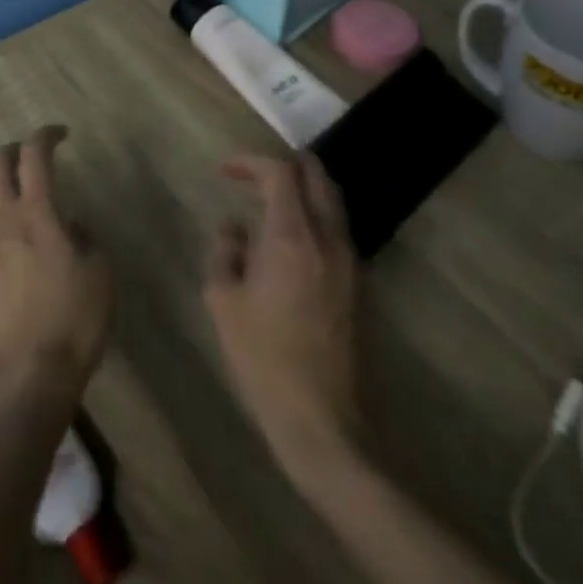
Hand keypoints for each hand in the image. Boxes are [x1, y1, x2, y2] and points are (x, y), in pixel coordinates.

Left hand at [0, 128, 112, 397]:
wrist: (28, 374)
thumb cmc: (73, 320)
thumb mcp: (100, 274)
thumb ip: (86, 237)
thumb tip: (72, 224)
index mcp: (37, 213)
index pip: (34, 156)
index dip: (46, 136)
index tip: (61, 134)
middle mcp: (4, 218)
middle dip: (14, 149)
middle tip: (34, 153)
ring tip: (17, 186)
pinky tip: (10, 228)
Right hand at [204, 151, 362, 474]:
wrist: (324, 421)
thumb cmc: (263, 358)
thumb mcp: (223, 300)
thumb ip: (226, 251)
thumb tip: (234, 229)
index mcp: (292, 237)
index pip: (280, 172)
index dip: (251, 162)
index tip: (226, 171)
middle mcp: (329, 240)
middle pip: (318, 177)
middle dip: (285, 166)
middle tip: (252, 176)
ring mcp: (351, 263)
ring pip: (332, 203)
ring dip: (302, 192)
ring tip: (267, 203)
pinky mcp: (359, 286)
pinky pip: (337, 231)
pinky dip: (313, 218)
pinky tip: (288, 241)